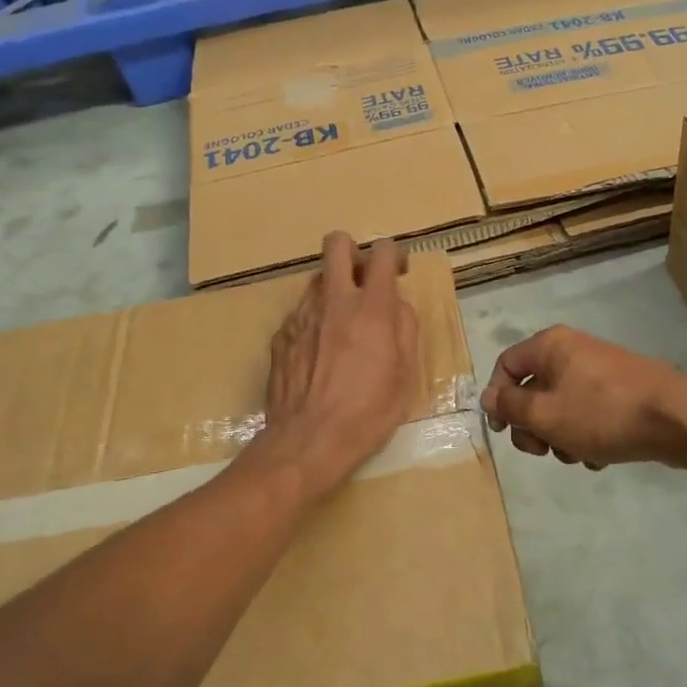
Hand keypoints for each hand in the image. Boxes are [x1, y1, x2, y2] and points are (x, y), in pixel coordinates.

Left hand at [254, 232, 420, 497]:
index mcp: (371, 309)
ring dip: (334, 291)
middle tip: (364, 282)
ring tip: (342, 328)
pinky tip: (320, 355)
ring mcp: (301, 316)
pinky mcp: (280, 336)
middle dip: (354, 252)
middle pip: (337, 244)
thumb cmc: (368, 412)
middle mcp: (333, 301)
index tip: (398, 272)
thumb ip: (405, 328)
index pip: (383, 252)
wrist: (308, 441)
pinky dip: (315, 322)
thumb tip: (397, 304)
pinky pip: (302, 313)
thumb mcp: (406, 374)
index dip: (394, 254)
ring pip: (318, 280)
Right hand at [482, 326, 686, 469]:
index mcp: (550, 346)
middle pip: (533, 390)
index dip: (498, 400)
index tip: (503, 432)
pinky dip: (586, 435)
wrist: (676, 419)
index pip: (506, 366)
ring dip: (560, 437)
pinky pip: (587, 413)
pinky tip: (599, 458)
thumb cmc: (602, 414)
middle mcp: (572, 351)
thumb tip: (486, 397)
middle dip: (533, 426)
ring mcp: (599, 370)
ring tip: (578, 456)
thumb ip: (510, 407)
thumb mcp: (545, 415)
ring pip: (560, 407)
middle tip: (543, 451)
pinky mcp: (620, 391)